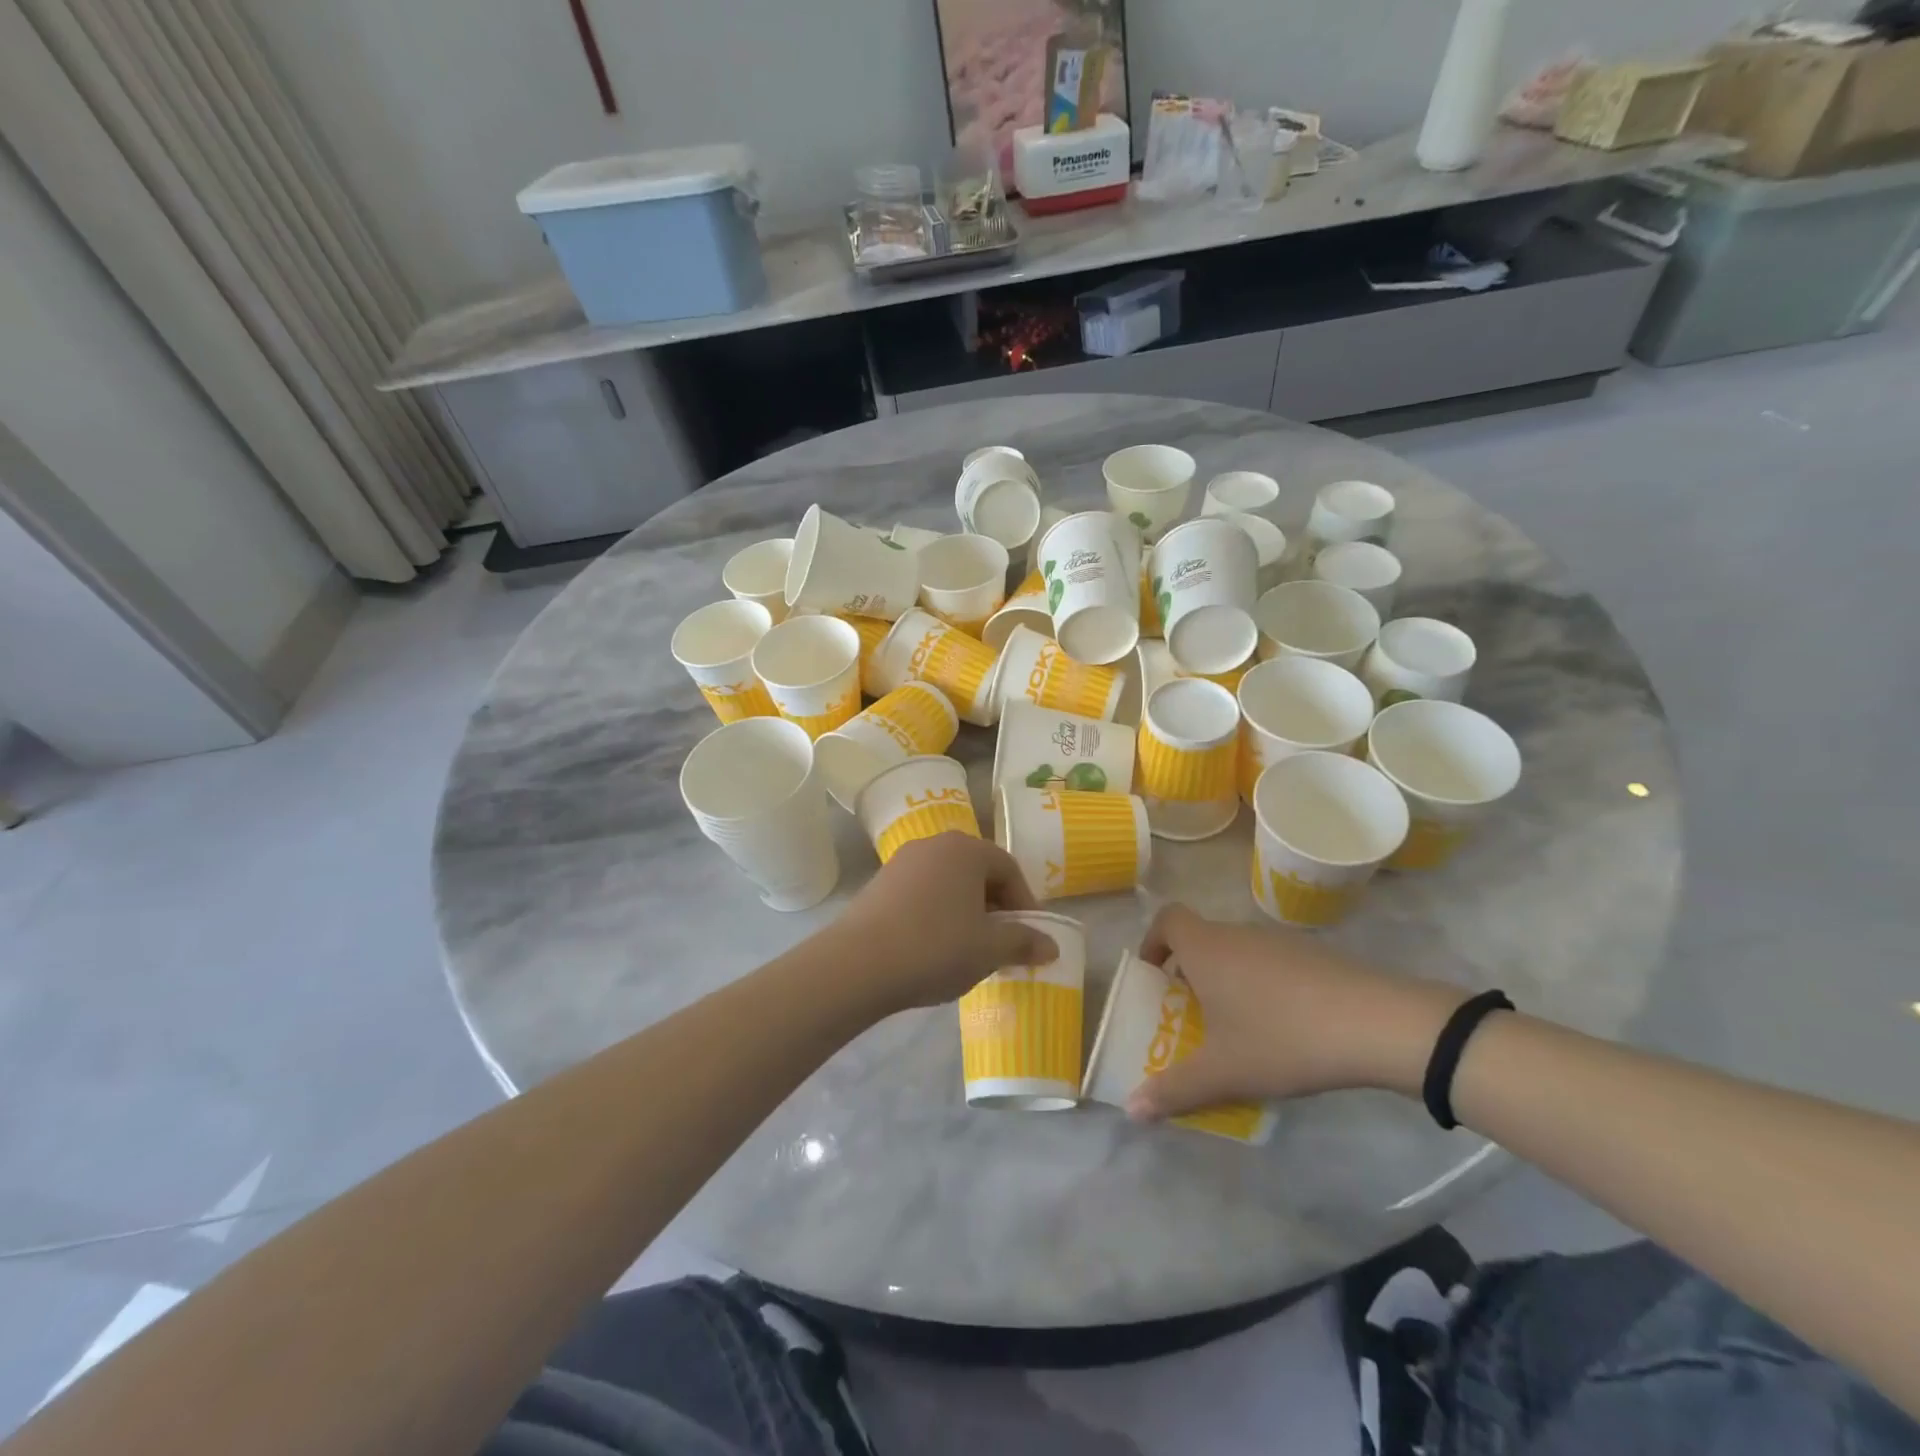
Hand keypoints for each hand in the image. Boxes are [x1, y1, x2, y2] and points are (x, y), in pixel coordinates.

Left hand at [831, 833, 1057, 1013]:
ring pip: (948, 882)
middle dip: (995, 906)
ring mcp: (902, 862)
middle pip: (978, 871)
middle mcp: (934, 844)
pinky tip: (934, 947)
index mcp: (966, 849)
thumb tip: (1052, 945)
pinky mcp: (879, 883)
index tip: (1030, 936)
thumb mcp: (989, 949)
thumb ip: (1024, 942)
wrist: (857, 964)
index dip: (1025, 904)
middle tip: (1002, 942)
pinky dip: (937, 913)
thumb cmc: (935, 947)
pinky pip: (922, 893)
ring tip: (969, 947)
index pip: (1009, 869)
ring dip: (965, 910)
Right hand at [1126, 905, 1465, 1121]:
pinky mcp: (1315, 956)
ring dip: (1228, 982)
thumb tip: (1132, 1111)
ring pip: (1239, 953)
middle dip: (1190, 973)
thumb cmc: (1283, 1038)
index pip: (1168, 919)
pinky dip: (1265, 987)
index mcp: (1206, 949)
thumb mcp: (1224, 1073)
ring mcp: (1280, 942)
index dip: (1153, 941)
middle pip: (1202, 939)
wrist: (1378, 1024)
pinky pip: (1273, 964)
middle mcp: (1238, 934)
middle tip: (1192, 1017)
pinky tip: (1286, 1029)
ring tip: (1239, 1031)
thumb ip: (1174, 1090)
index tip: (1154, 975)